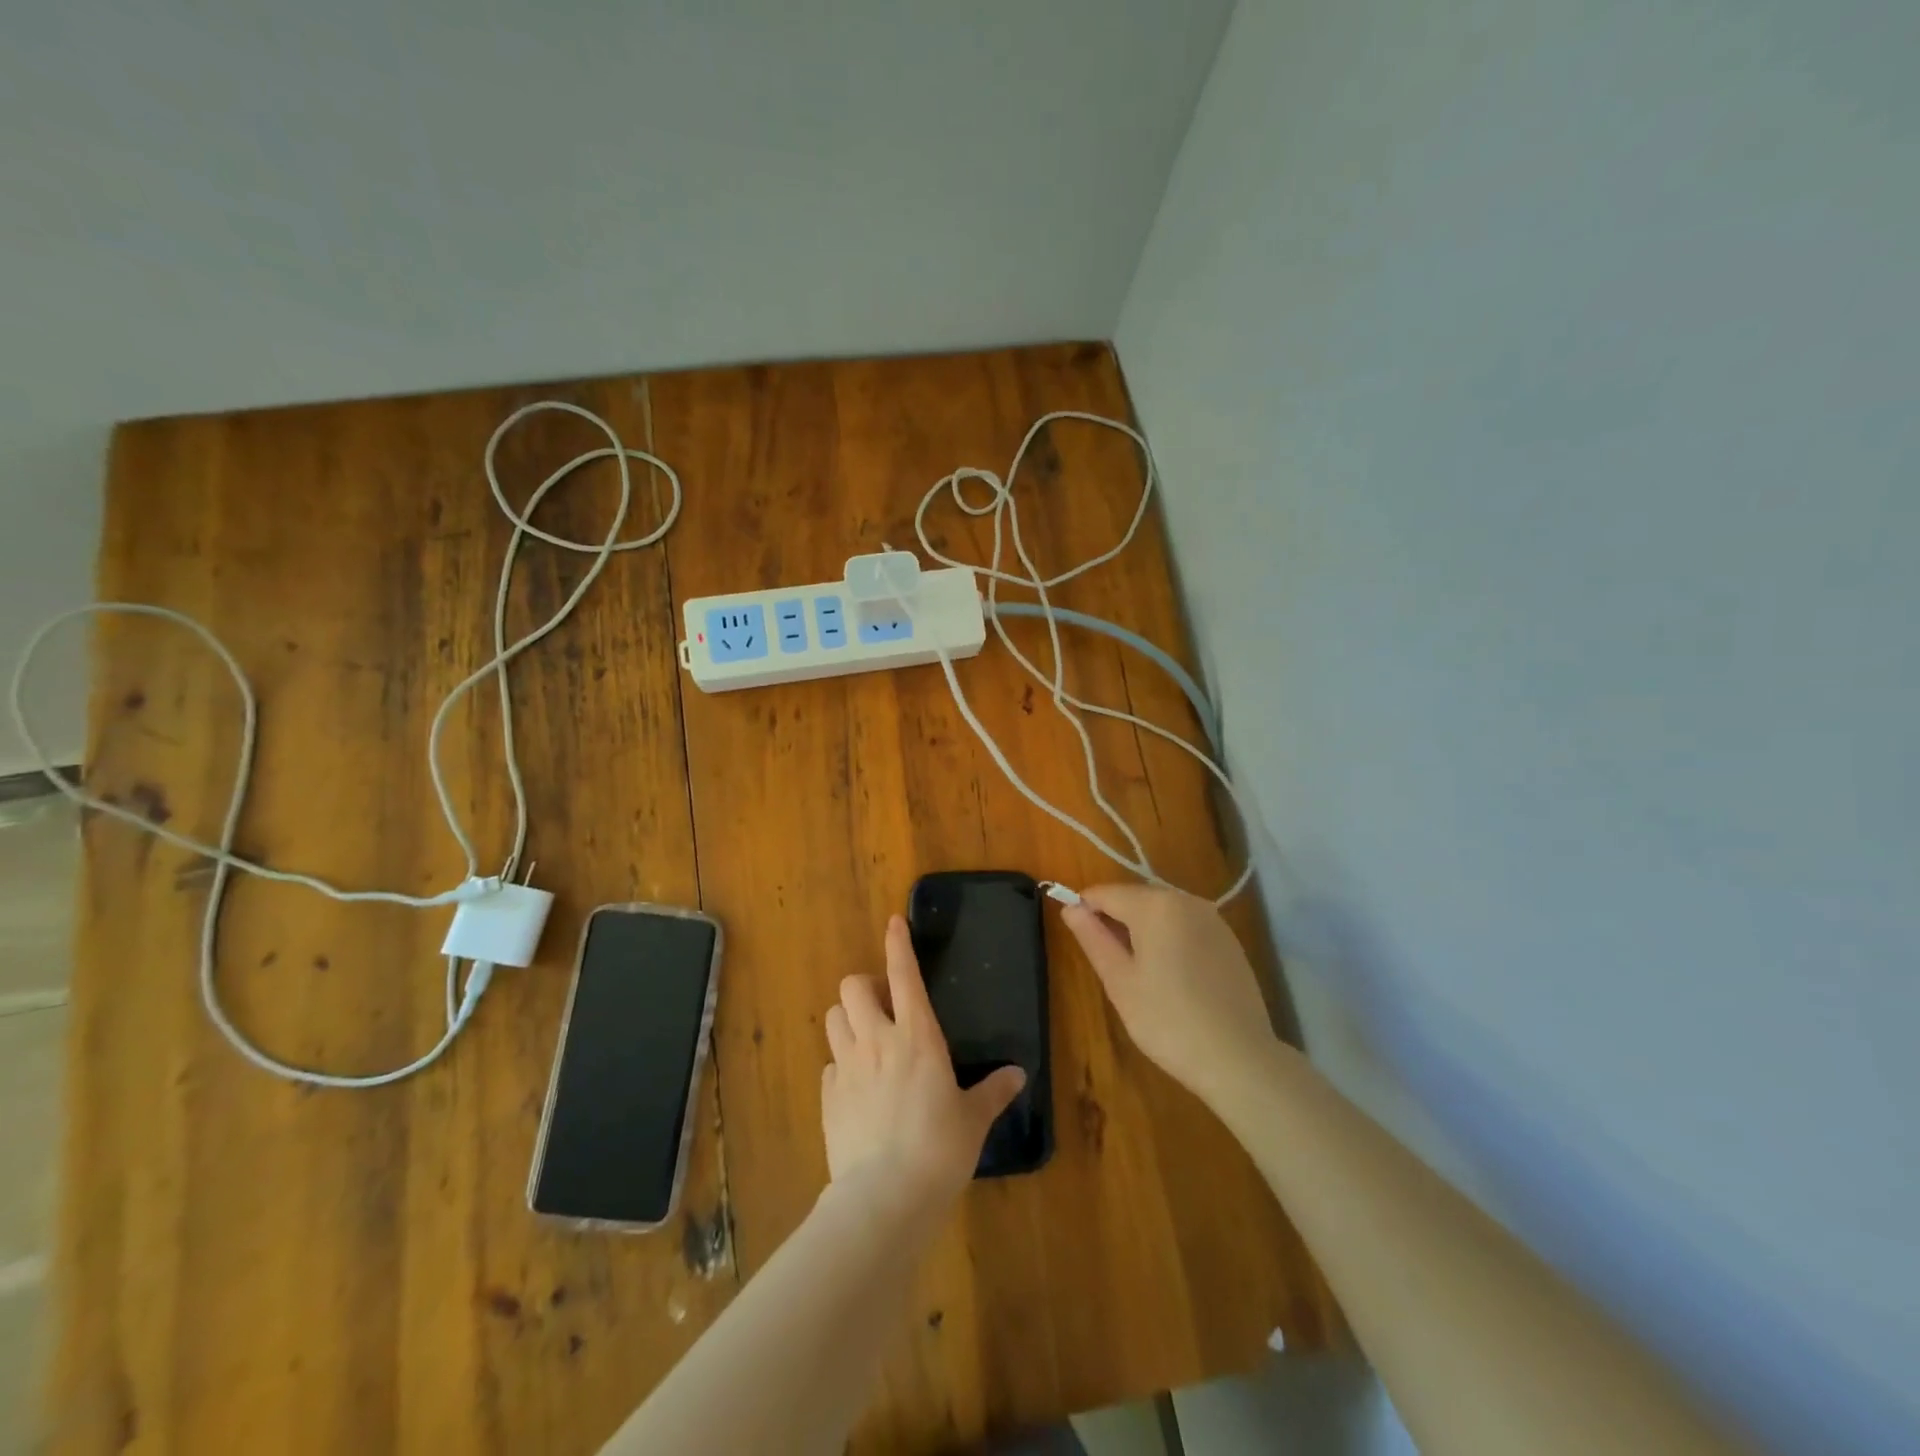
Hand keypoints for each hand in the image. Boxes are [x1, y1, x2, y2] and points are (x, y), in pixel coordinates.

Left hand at [821, 915, 1025, 1208]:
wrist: (886, 1195)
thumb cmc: (940, 1148)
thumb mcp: (973, 1119)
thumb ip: (993, 1091)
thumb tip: (1017, 1074)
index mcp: (917, 1036)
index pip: (904, 974)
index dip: (897, 944)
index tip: (894, 922)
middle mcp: (877, 1040)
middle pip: (852, 986)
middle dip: (864, 986)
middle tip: (882, 1006)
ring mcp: (848, 1067)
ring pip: (833, 1017)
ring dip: (847, 1019)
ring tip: (866, 1038)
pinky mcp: (828, 1096)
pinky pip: (830, 1064)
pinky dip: (842, 1064)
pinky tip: (857, 1087)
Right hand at [1060, 884, 1280, 1102]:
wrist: (1240, 1058)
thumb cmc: (1167, 1020)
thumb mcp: (1119, 981)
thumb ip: (1093, 938)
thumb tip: (1070, 908)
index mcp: (1155, 905)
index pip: (1105, 893)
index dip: (1083, 908)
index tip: (1074, 936)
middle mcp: (1185, 900)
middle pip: (1135, 898)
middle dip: (1114, 919)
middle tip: (1105, 962)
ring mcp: (1212, 918)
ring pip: (1161, 912)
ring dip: (1141, 930)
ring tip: (1135, 972)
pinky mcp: (1228, 939)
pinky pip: (1185, 926)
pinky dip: (1168, 939)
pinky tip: (1169, 976)